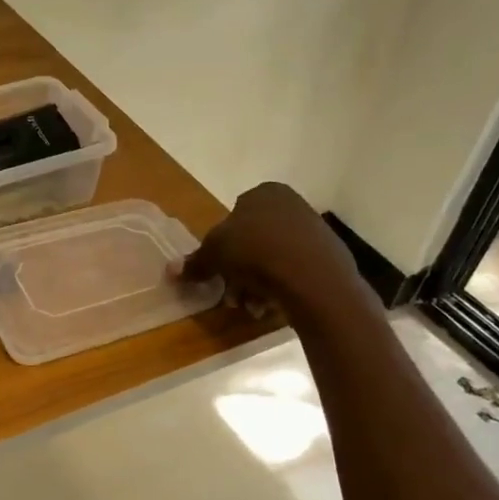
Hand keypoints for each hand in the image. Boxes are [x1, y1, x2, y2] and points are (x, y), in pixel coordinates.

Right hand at [175, 182, 366, 316]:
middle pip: (253, 241)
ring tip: (250, 306)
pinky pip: (293, 272)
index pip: (234, 216)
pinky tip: (270, 307)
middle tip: (230, 295)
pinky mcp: (328, 257)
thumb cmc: (256, 251)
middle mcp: (291, 205)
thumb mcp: (214, 254)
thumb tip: (170, 270)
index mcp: (265, 193)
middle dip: (238, 272)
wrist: (312, 276)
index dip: (221, 246)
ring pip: (272, 259)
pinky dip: (279, 288)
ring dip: (255, 285)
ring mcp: (313, 230)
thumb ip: (194, 262)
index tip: (217, 270)